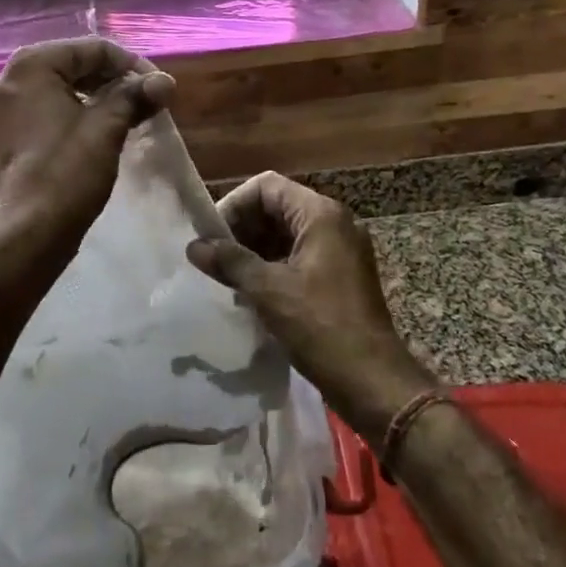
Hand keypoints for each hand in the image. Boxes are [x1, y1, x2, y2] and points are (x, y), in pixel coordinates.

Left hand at [0, 38, 175, 246]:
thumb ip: (135, 97)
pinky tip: (95, 139)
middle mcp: (6, 81)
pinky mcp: (0, 141)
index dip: (132, 65)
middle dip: (112, 82)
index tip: (159, 89)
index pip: (92, 49)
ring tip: (126, 119)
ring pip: (56, 92)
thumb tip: (164, 82)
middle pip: (71, 66)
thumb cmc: (66, 173)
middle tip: (146, 103)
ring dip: (94, 101)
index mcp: (30, 67)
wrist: (24, 235)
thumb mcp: (107, 128)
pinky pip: (42, 116)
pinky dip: (71, 119)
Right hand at [187, 172, 436, 440]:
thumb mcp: (269, 291)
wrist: (372, 380)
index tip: (211, 236)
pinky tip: (250, 291)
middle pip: (277, 207)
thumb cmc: (320, 326)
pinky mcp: (340, 275)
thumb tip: (194, 246)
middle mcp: (334, 223)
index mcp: (321, 215)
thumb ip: (230, 262)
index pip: (266, 186)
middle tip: (214, 258)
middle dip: (242, 228)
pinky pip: (299, 256)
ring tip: (226, 276)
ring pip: (287, 233)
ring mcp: (340, 250)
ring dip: (254, 249)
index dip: (234, 204)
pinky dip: (272, 266)